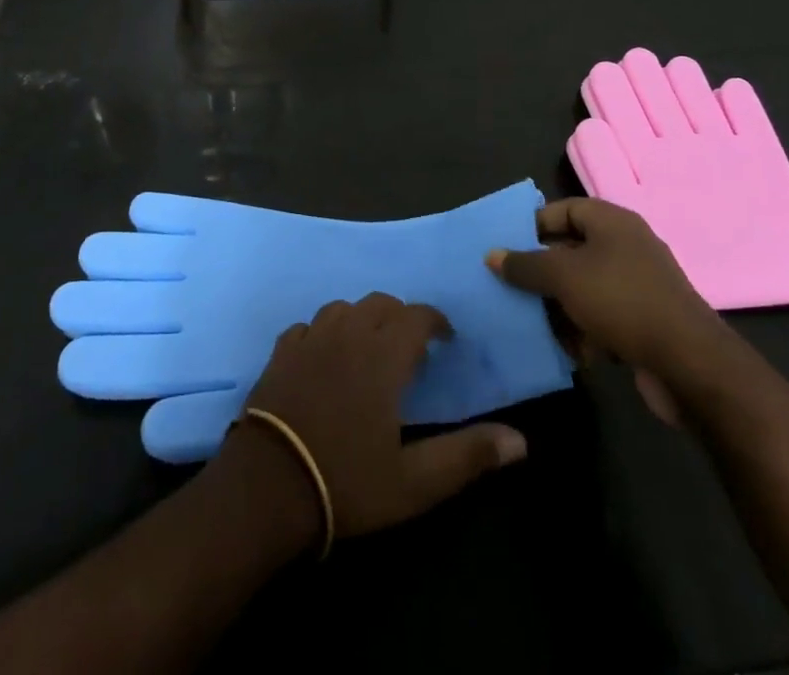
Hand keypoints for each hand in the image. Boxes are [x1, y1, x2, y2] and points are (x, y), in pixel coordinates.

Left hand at [234, 293, 526, 545]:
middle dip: (400, 316)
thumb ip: (467, 456)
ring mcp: (309, 339)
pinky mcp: (280, 351)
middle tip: (411, 346)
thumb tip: (520, 441)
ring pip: (342, 308)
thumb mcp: (415, 483)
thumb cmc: (346, 481)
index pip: (416, 316)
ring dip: (361, 319)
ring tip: (369, 347)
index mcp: (382, 356)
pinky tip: (325, 355)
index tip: (446, 338)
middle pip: (379, 303)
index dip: (435, 320)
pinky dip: (324, 333)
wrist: (269, 485)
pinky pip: (307, 326)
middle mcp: (347, 334)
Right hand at [487, 198, 723, 400]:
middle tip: (511, 286)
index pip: (564, 209)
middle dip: (541, 271)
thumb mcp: (563, 277)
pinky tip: (566, 350)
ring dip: (559, 305)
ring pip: (585, 287)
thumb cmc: (621, 301)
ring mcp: (639, 286)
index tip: (507, 246)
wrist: (690, 364)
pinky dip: (583, 330)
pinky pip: (603, 317)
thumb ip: (525, 264)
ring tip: (532, 323)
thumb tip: (492, 255)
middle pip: (572, 250)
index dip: (534, 224)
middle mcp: (627, 247)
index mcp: (612, 222)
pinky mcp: (645, 322)